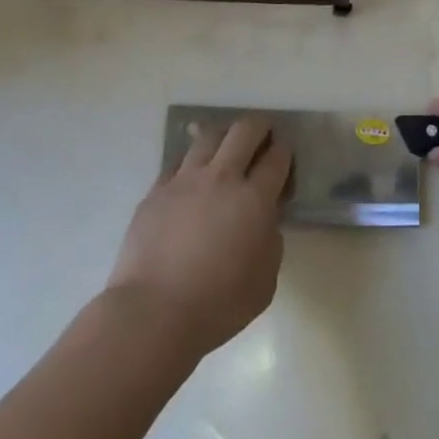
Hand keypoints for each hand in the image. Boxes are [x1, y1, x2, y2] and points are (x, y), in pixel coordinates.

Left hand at [107, 114, 291, 358]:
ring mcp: (184, 180)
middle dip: (259, 126)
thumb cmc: (217, 305)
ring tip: (226, 148)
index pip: (276, 158)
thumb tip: (264, 221)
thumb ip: (270, 242)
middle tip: (263, 135)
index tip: (285, 153)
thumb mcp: (265, 281)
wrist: (153, 312)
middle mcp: (221, 178)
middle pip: (244, 131)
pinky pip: (178, 162)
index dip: (285, 150)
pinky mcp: (156, 190)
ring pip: (208, 136)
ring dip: (223, 137)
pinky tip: (192, 177)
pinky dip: (191, 162)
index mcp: (253, 199)